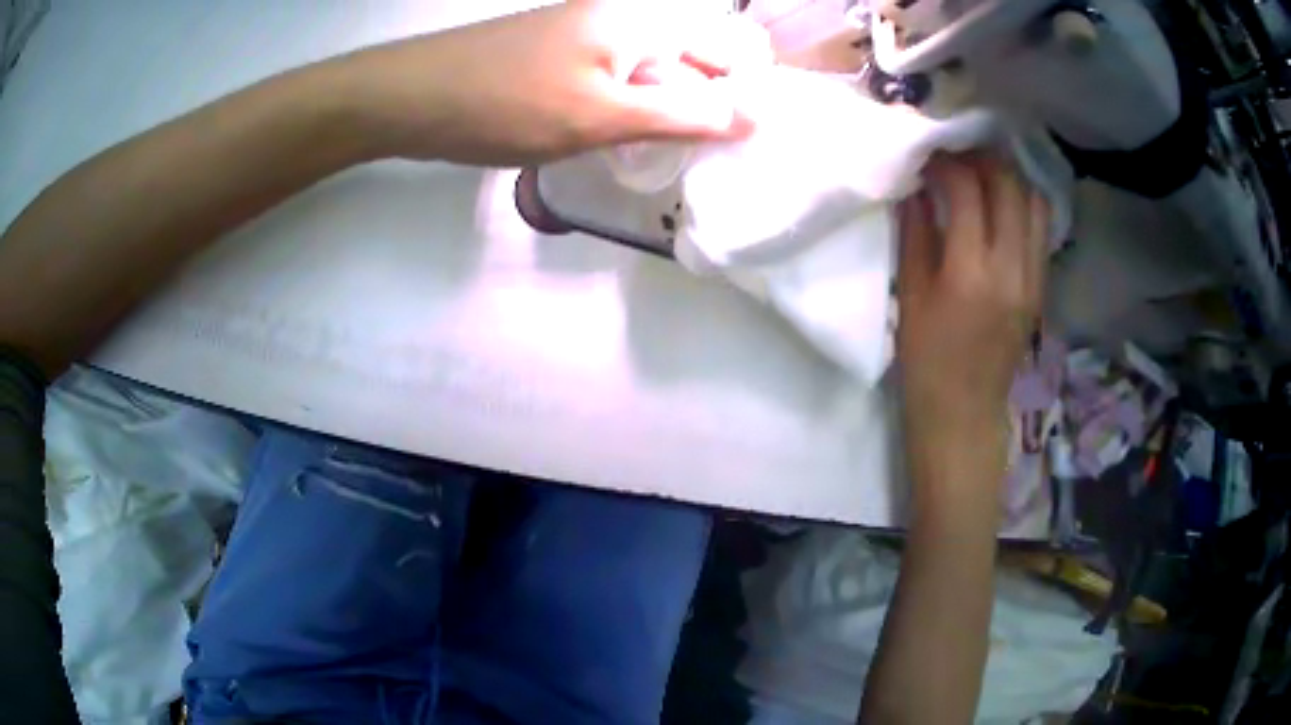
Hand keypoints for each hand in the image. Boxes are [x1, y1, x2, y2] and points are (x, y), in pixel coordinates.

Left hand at [335, 1, 770, 165]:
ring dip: (673, 111)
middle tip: (708, 156)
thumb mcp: (601, 115)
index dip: (746, 90)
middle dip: (711, 104)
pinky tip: (632, 140)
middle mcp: (626, 17)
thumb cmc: (505, 102)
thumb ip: (683, 114)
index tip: (747, 140)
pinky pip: (625, 78)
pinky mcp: (569, 56)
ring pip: (661, 70)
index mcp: (643, 18)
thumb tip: (755, 117)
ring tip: (672, 154)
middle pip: (697, 56)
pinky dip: (637, 108)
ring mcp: (594, 35)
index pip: (729, 45)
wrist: (413, 98)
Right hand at [896, 154, 1048, 430]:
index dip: (947, 163)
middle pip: (1010, 186)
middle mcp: (1011, 269)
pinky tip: (1002, 206)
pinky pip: (1041, 230)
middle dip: (983, 158)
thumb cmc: (925, 361)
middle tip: (958, 154)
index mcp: (970, 274)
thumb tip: (918, 188)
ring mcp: (1033, 279)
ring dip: (1009, 177)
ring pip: (1035, 203)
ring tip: (984, 174)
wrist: (964, 413)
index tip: (929, 156)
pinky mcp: (1041, 288)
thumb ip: (916, 234)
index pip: (968, 191)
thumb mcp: (911, 296)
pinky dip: (1023, 205)